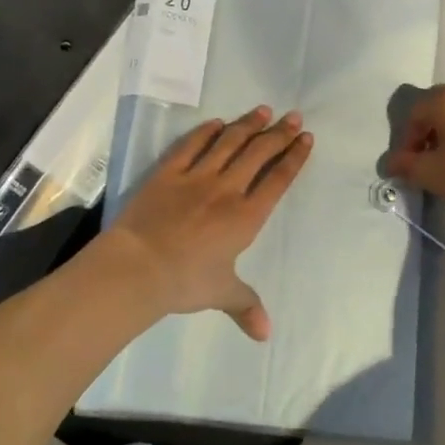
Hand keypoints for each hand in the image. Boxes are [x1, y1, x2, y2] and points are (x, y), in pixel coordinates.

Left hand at [104, 106, 313, 341]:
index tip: (306, 138)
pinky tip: (217, 122)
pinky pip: (191, 145)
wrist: (139, 266)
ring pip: (229, 142)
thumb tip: (266, 334)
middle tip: (294, 116)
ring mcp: (197, 176)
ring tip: (263, 110)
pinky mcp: (169, 171)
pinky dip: (206, 131)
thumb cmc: (184, 282)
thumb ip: (245, 306)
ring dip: (248, 125)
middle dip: (279, 134)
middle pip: (258, 153)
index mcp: (245, 217)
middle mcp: (226, 189)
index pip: (277, 180)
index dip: (294, 158)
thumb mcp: (220, 294)